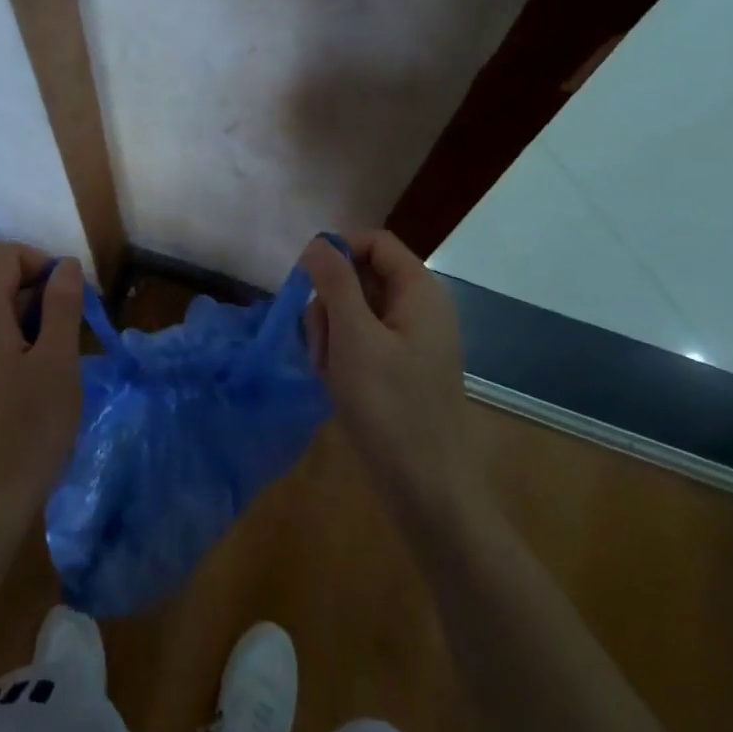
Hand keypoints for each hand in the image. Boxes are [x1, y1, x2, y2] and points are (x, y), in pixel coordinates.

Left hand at [0, 245, 83, 548]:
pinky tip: (38, 390)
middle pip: (1, 288)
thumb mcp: (58, 363)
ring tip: (61, 367)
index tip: (73, 296)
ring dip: (33, 328)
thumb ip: (62, 306)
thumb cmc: (27, 431)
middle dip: (42, 299)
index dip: (43, 263)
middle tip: (76, 336)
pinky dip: (17, 352)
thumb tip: (65, 265)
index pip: (7, 257)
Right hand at [301, 231, 474, 519]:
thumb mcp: (354, 336)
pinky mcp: (400, 367)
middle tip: (319, 341)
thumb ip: (335, 281)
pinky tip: (336, 383)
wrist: (427, 489)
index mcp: (419, 291)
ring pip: (355, 309)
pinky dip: (342, 354)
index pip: (375, 242)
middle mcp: (419, 307)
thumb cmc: (390, 407)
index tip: (305, 279)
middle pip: (361, 275)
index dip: (338, 249)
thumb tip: (319, 242)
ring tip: (328, 370)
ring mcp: (411, 339)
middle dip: (330, 301)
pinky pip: (362, 340)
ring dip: (331, 332)